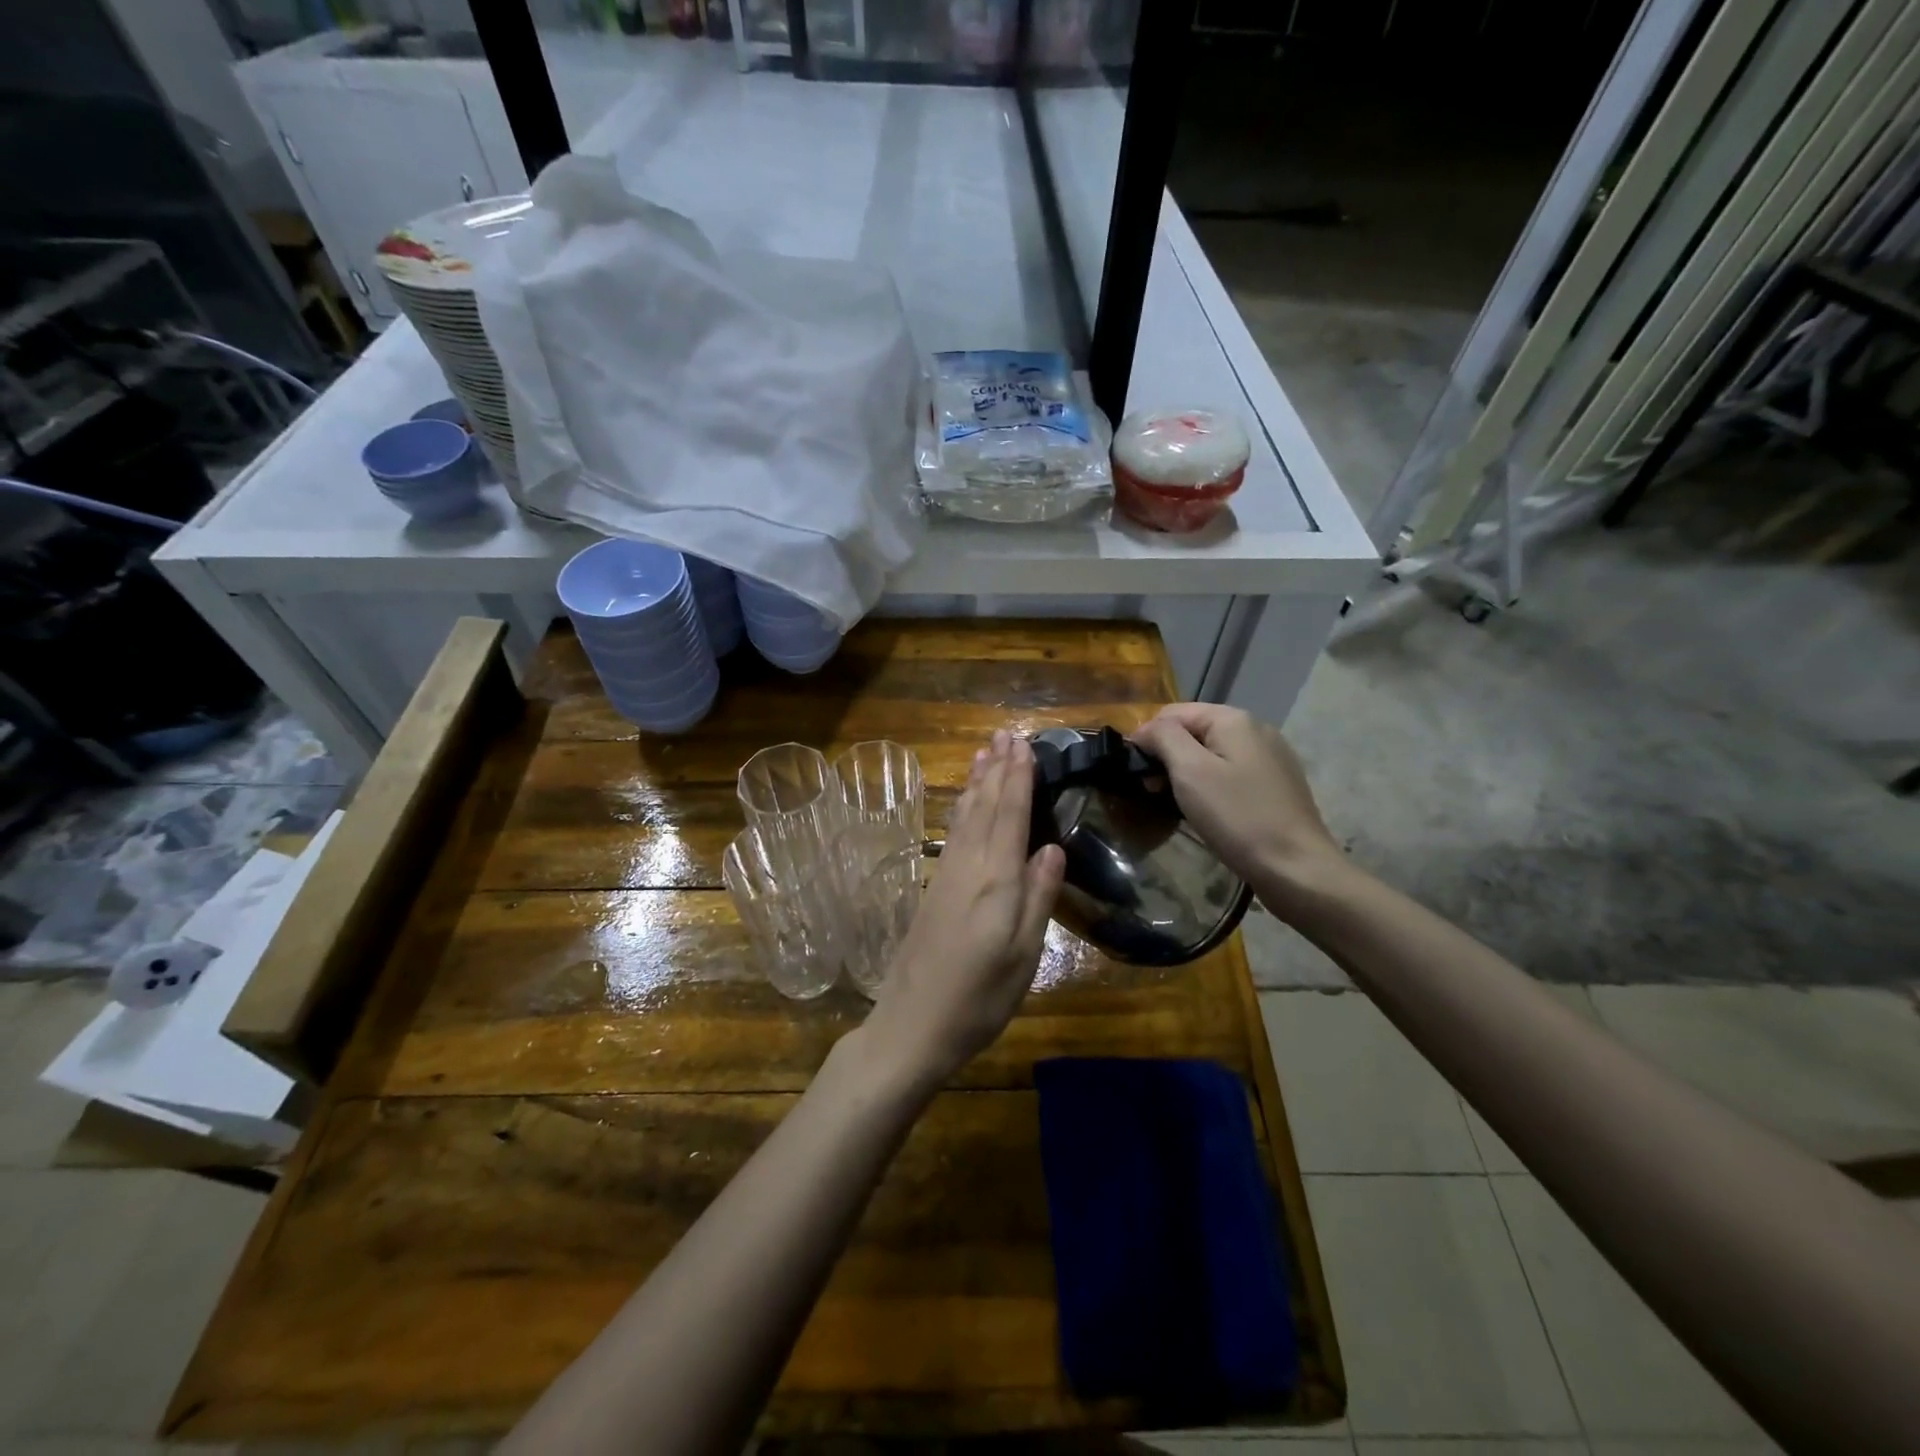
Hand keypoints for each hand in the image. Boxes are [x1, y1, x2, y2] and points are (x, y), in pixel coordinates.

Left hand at [861, 730, 1065, 1092]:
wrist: (911, 1026)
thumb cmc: (978, 999)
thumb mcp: (1023, 956)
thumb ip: (1037, 898)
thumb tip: (1052, 847)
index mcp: (995, 881)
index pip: (1010, 816)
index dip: (1018, 778)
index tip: (1023, 744)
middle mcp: (968, 867)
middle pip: (985, 807)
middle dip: (997, 769)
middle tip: (1005, 733)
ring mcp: (946, 876)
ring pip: (965, 816)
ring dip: (977, 782)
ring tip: (984, 752)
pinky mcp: (933, 890)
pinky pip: (953, 833)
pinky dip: (962, 808)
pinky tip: (964, 802)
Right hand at [1130, 703, 1350, 917]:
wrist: (1296, 868)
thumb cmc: (1237, 817)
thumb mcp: (1190, 771)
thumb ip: (1163, 738)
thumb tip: (1146, 730)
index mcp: (1234, 719)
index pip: (1171, 713)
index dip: (1146, 738)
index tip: (1133, 773)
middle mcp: (1255, 729)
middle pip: (1193, 731)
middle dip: (1166, 756)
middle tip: (1150, 792)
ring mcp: (1270, 758)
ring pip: (1211, 754)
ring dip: (1186, 773)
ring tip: (1173, 803)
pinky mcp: (1276, 785)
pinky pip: (1230, 773)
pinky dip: (1209, 786)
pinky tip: (1205, 811)